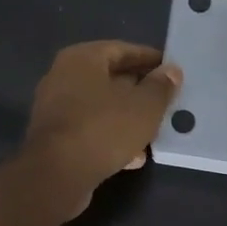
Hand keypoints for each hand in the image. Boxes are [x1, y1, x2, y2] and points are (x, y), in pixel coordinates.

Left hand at [21, 41, 181, 209]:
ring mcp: (55, 108)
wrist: (56, 176)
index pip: (122, 49)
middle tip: (166, 101)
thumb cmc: (103, 128)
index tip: (172, 71)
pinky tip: (134, 156)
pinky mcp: (54, 138)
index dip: (150, 59)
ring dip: (127, 118)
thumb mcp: (144, 106)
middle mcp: (63, 76)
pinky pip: (90, 129)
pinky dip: (111, 137)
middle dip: (139, 91)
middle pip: (110, 78)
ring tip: (155, 132)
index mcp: (82, 58)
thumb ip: (161, 87)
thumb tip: (171, 71)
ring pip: (101, 107)